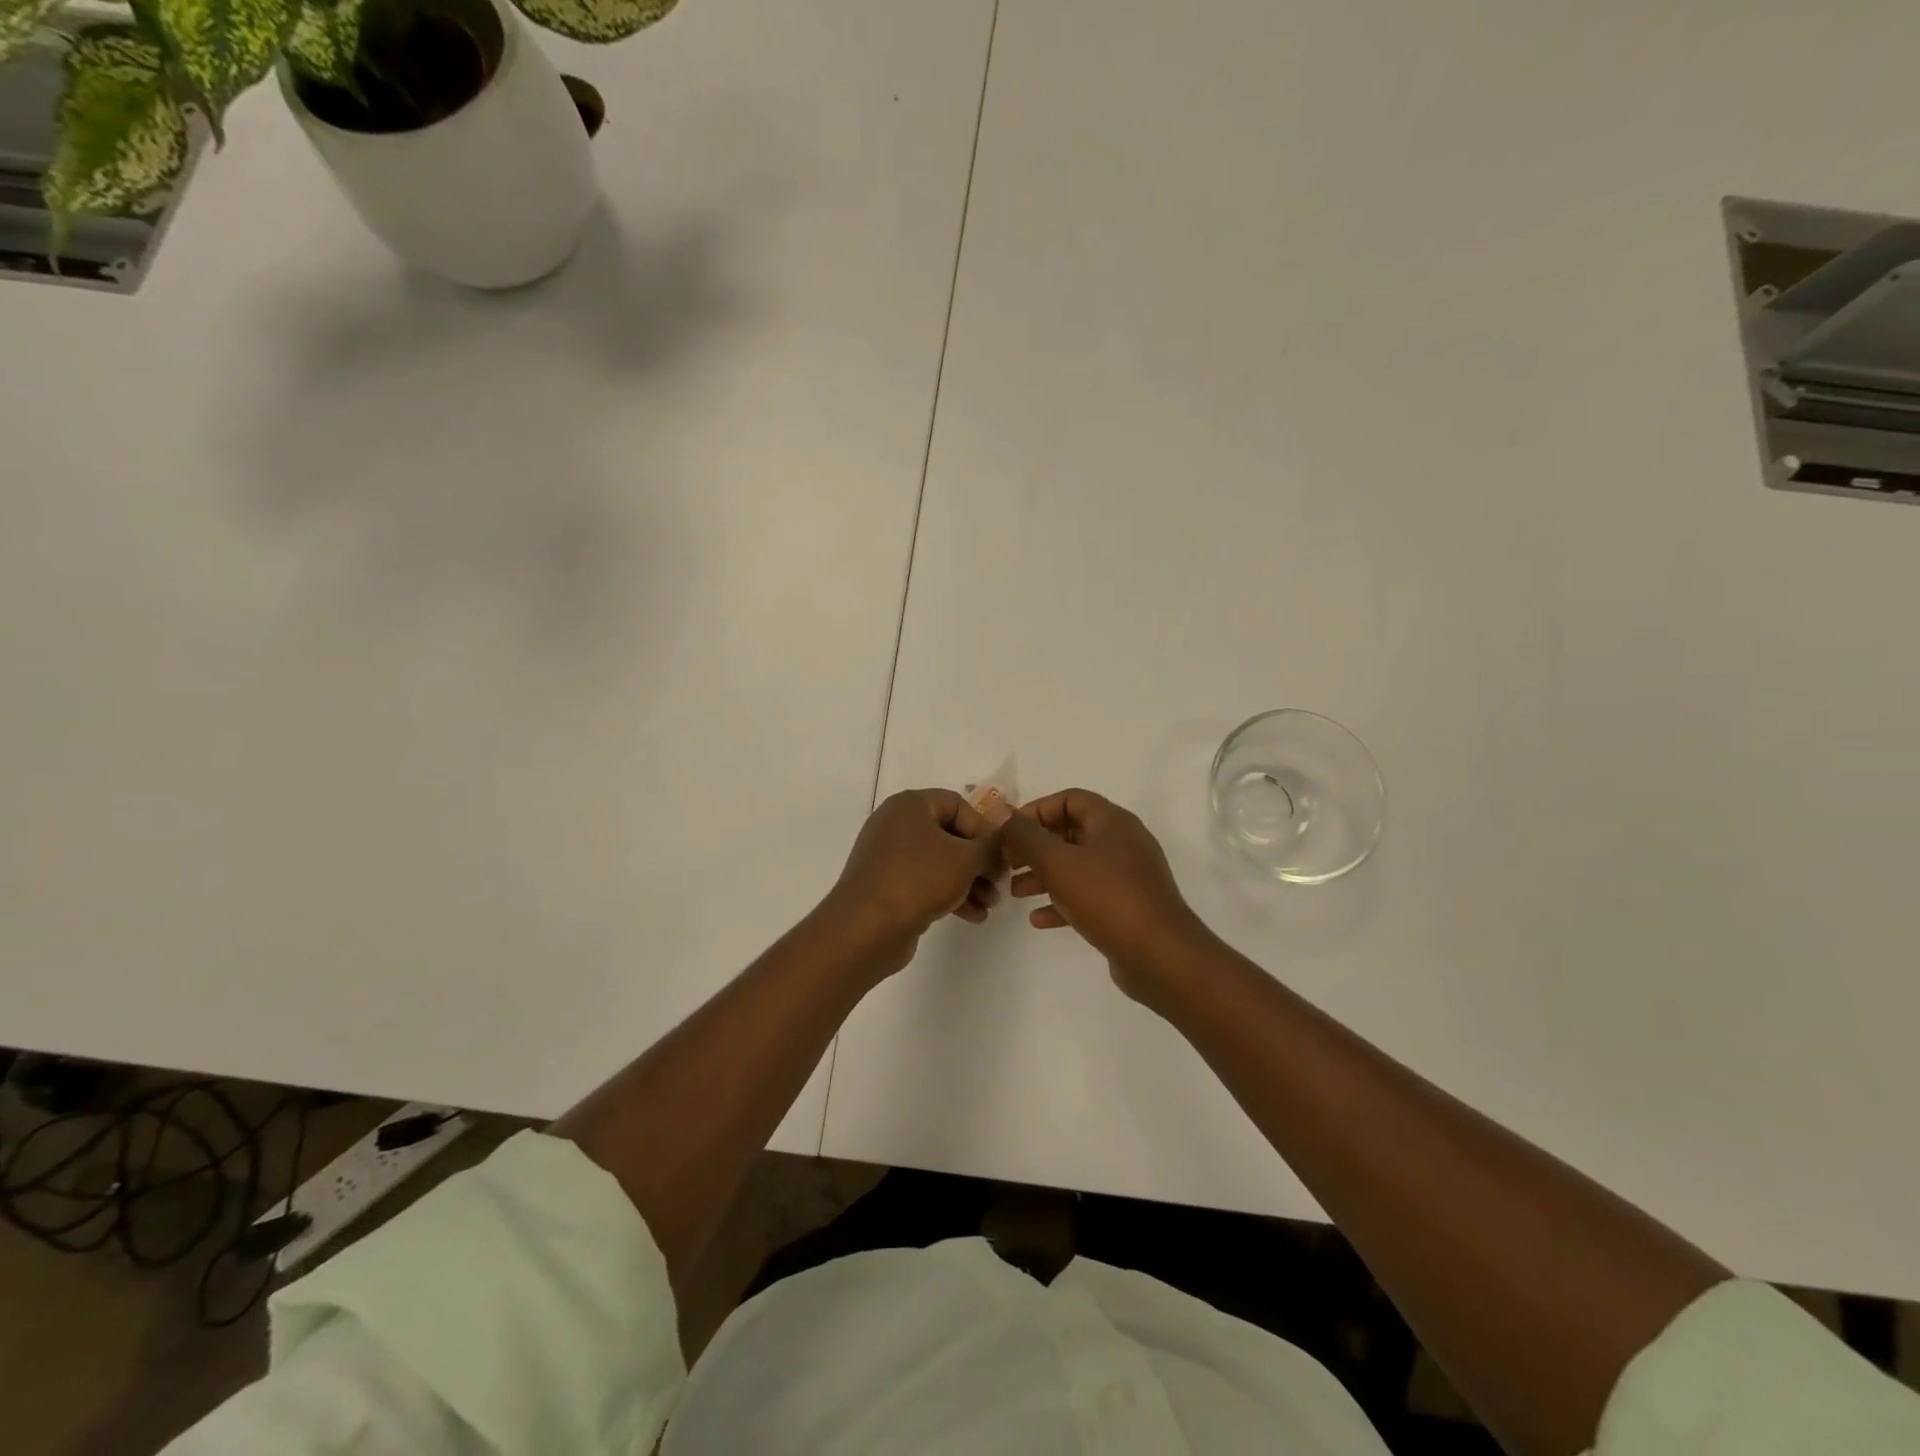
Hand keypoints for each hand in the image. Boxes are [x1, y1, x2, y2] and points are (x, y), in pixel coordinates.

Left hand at [826, 789, 1001, 969]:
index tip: (1000, 855)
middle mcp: (896, 825)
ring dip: (969, 881)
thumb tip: (999, 844)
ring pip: (939, 862)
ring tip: (990, 905)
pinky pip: (925, 882)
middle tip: (999, 883)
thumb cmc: (918, 879)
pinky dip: (949, 894)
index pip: (958, 804)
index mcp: (910, 805)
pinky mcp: (886, 886)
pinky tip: (973, 916)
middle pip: (949, 835)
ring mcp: (888, 857)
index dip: (984, 828)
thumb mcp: (966, 858)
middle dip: (979, 861)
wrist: (865, 928)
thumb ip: (990, 846)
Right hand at [1000, 789, 1215, 1001]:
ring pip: (1077, 866)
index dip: (1036, 810)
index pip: (1069, 799)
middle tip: (1006, 862)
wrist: (1160, 956)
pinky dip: (1062, 902)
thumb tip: (1001, 813)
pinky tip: (1038, 919)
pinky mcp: (1127, 908)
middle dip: (1035, 846)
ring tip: (1014, 891)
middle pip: (1071, 833)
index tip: (1009, 832)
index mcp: (1112, 822)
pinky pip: (1088, 896)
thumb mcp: (1058, 862)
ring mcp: (1127, 877)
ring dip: (1044, 875)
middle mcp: (1123, 843)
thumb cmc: (1107, 898)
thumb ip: (1026, 836)